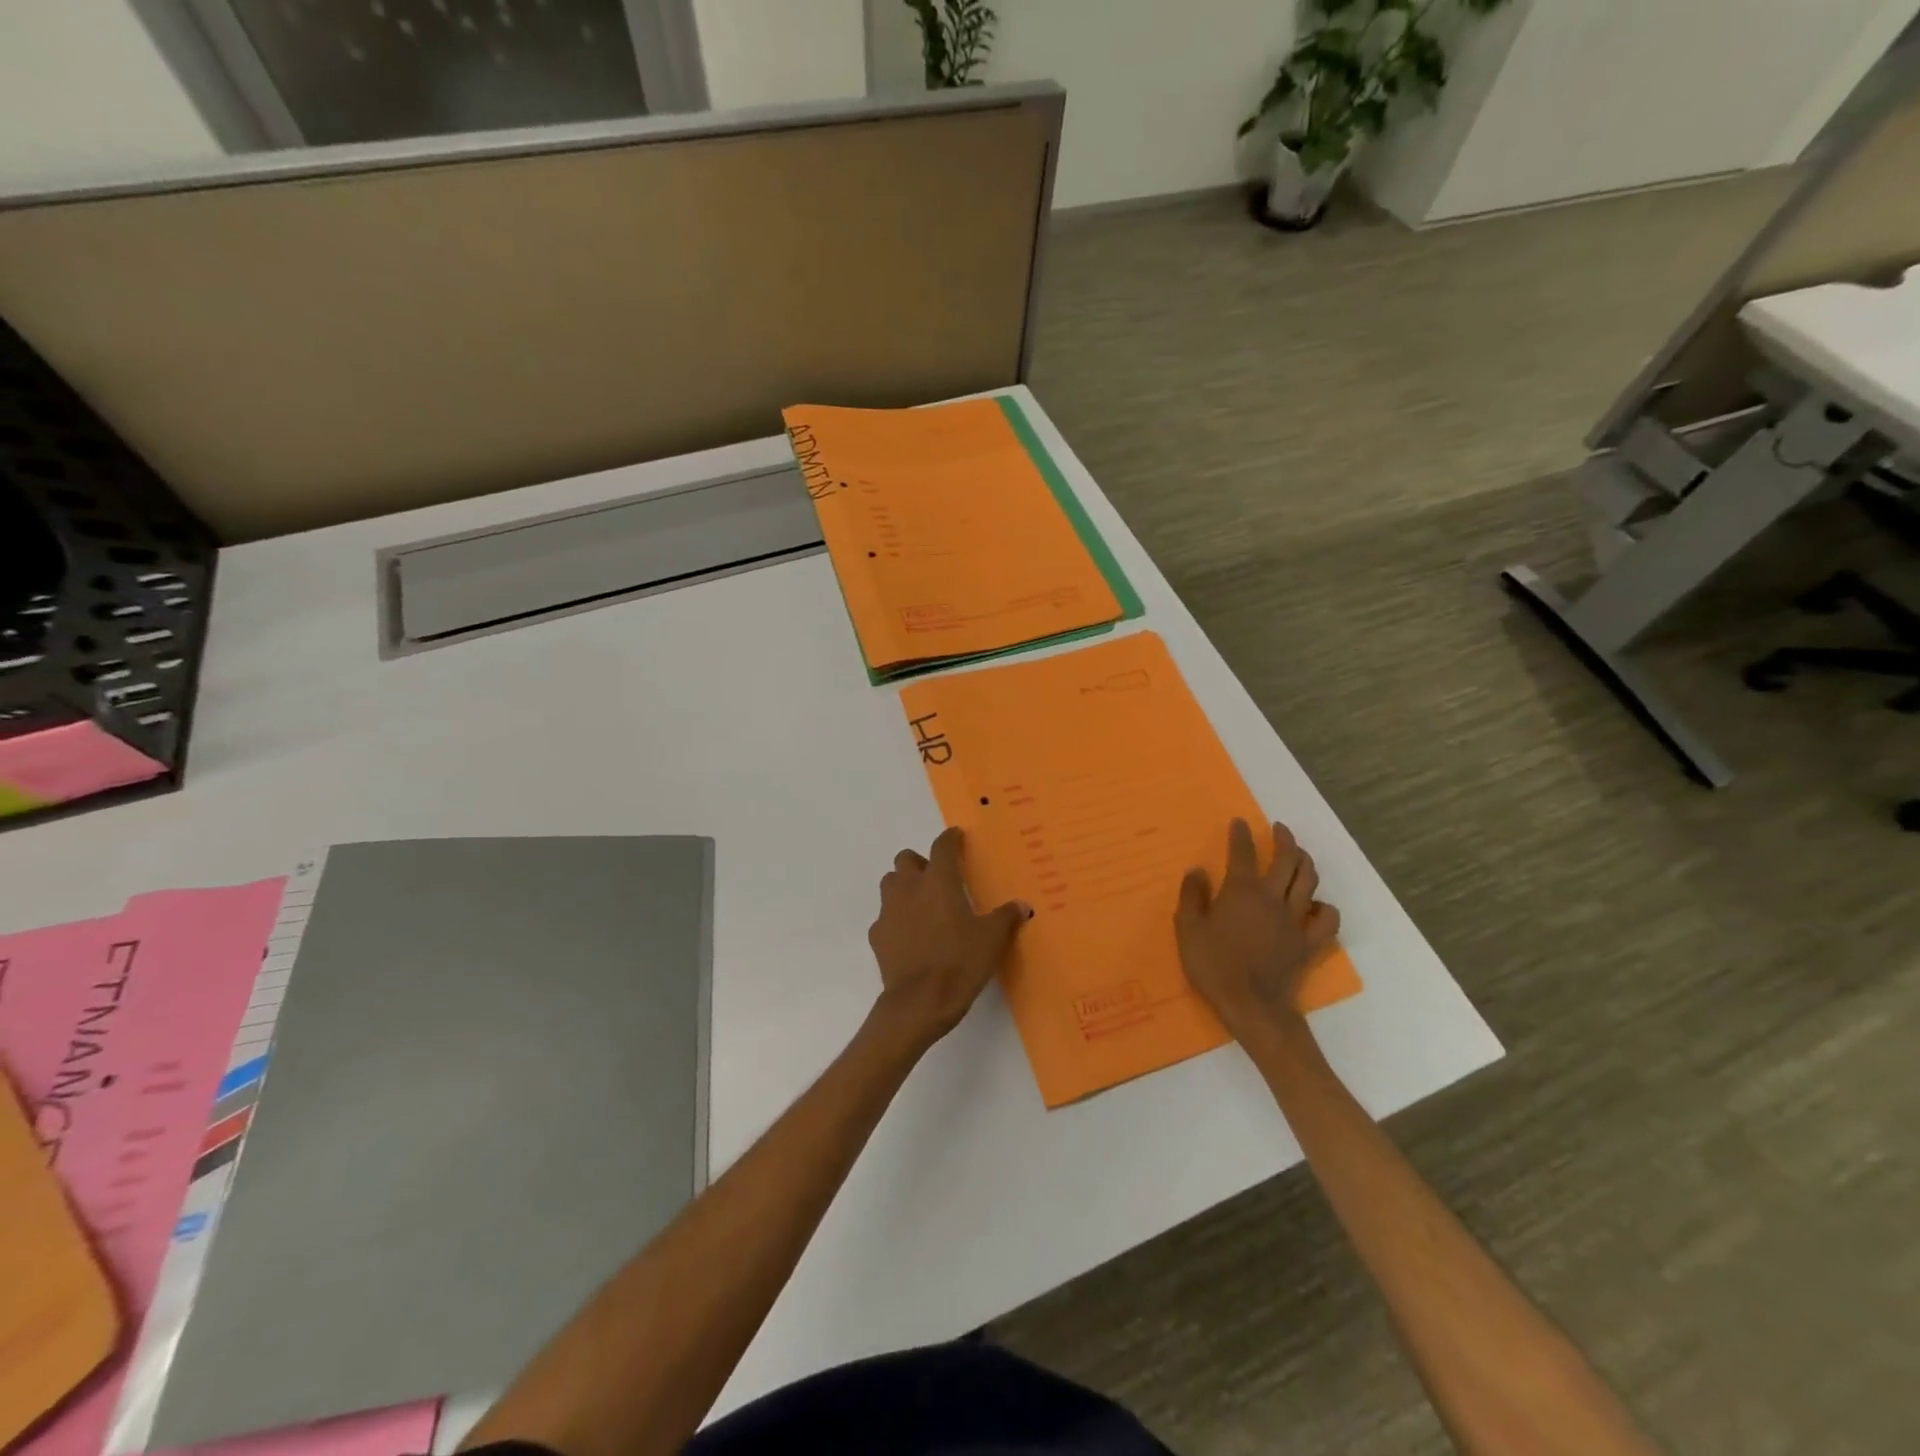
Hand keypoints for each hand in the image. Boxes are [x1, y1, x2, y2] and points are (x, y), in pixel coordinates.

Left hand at [867, 827, 1030, 1050]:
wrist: (919, 1002)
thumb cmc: (960, 962)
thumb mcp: (992, 940)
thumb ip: (1006, 917)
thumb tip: (1022, 906)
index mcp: (939, 882)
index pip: (942, 846)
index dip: (950, 839)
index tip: (957, 837)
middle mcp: (910, 888)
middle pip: (906, 859)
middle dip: (920, 863)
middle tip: (938, 880)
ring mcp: (889, 910)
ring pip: (891, 883)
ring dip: (904, 887)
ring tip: (922, 905)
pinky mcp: (877, 935)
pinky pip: (885, 917)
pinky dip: (896, 919)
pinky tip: (911, 936)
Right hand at [1175, 819, 1340, 1044]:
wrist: (1250, 1005)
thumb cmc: (1213, 965)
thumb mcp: (1188, 928)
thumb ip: (1192, 896)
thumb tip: (1198, 871)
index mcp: (1242, 891)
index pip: (1244, 852)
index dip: (1241, 834)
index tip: (1239, 822)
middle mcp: (1272, 897)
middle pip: (1287, 859)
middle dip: (1284, 839)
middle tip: (1279, 829)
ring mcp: (1295, 919)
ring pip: (1309, 880)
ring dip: (1305, 862)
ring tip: (1299, 855)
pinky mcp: (1309, 942)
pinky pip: (1327, 919)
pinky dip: (1324, 907)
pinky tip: (1316, 905)